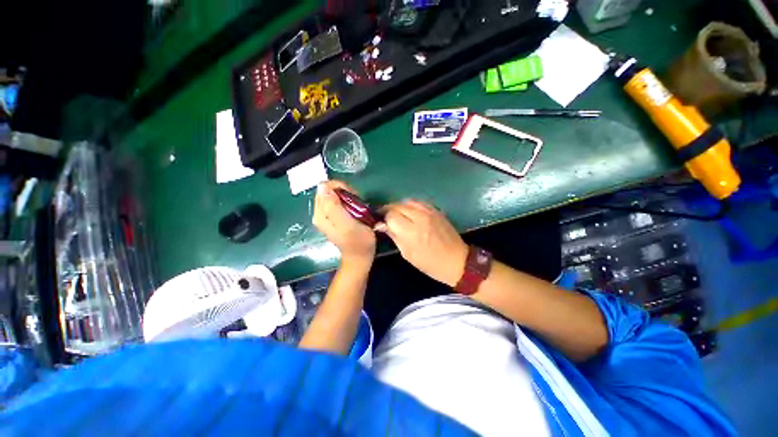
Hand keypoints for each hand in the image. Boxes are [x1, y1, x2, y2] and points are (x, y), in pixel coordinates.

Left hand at [312, 181, 375, 263]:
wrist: (360, 257)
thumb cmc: (358, 241)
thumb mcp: (347, 224)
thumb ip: (334, 206)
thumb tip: (322, 186)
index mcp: (320, 215)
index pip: (324, 188)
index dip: (340, 187)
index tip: (353, 195)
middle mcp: (320, 213)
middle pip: (328, 190)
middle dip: (344, 191)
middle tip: (356, 201)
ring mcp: (327, 215)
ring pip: (334, 195)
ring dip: (347, 196)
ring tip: (357, 205)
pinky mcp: (334, 217)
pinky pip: (339, 202)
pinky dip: (348, 201)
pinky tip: (355, 208)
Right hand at [377, 200, 467, 286]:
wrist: (457, 261)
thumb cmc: (430, 263)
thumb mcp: (408, 254)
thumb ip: (394, 236)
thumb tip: (381, 225)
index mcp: (412, 232)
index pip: (391, 215)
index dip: (383, 218)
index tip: (380, 223)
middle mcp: (420, 217)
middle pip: (397, 205)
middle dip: (388, 210)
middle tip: (385, 218)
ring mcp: (430, 211)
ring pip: (407, 201)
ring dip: (398, 206)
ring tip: (396, 214)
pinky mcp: (436, 210)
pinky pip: (418, 202)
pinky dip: (410, 205)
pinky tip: (408, 212)